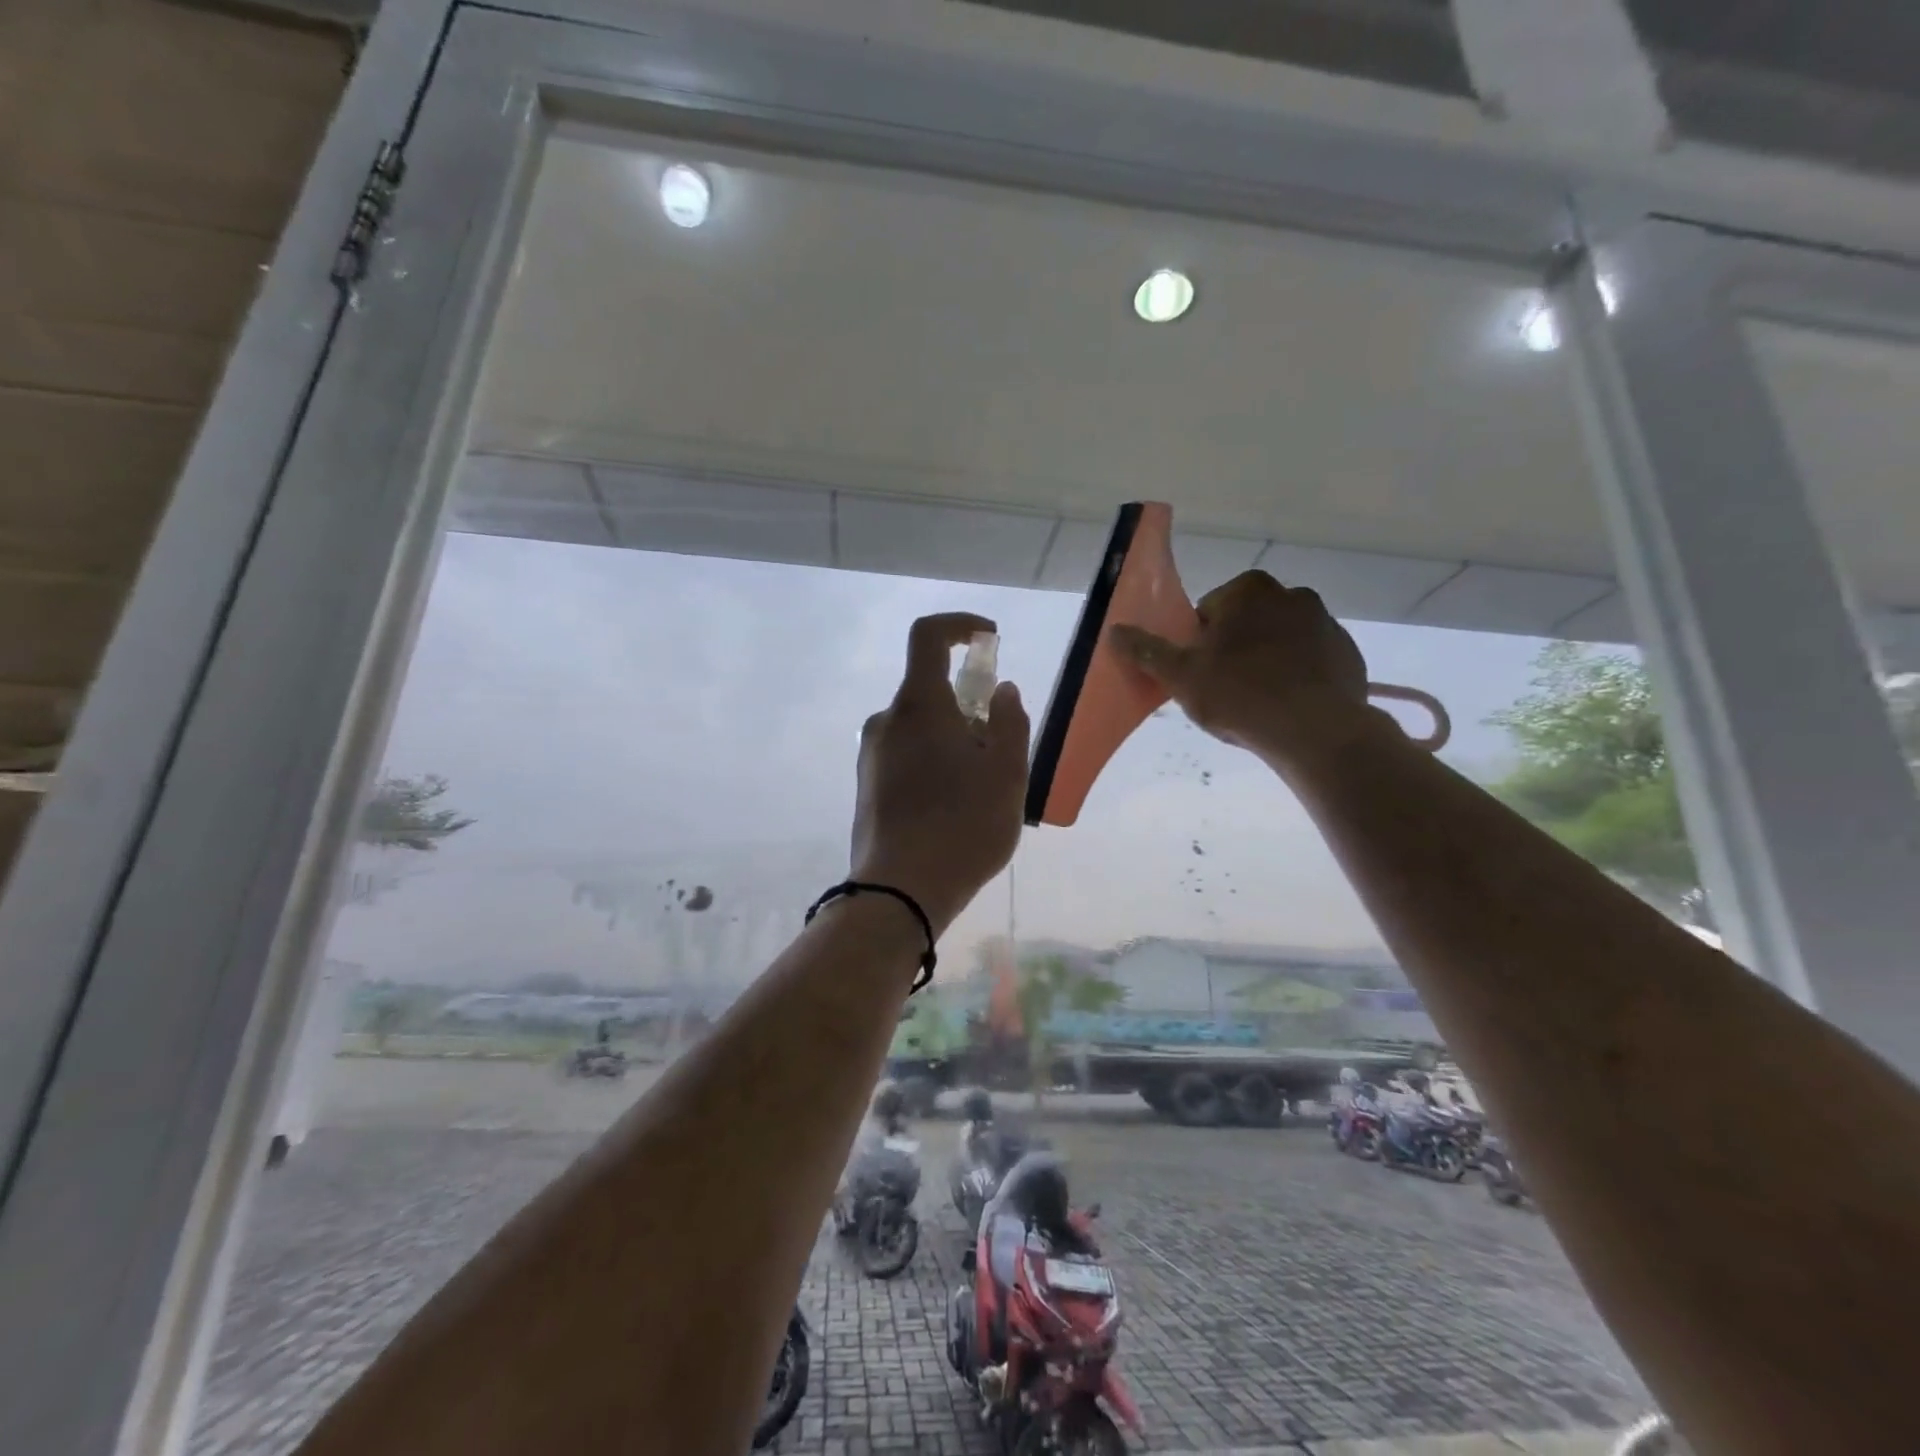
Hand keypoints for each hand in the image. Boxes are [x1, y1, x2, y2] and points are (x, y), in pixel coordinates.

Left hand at [851, 613, 1028, 933]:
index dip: (960, 625)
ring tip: (981, 788)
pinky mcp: (866, 785)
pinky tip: (953, 806)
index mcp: (919, 705)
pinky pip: (906, 754)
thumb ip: (1010, 722)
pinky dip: (934, 760)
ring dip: (953, 738)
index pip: (928, 636)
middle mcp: (886, 720)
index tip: (989, 639)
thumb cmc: (963, 826)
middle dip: (969, 705)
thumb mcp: (1008, 774)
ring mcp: (871, 754)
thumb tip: (1001, 691)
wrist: (900, 892)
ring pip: (920, 727)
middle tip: (999, 749)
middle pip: (930, 690)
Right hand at [1109, 571, 1373, 769]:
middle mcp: (1291, 595)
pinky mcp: (1347, 654)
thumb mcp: (1180, 676)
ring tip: (1256, 703)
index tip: (1200, 674)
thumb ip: (1147, 650)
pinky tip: (1286, 707)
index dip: (1198, 644)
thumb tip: (1114, 630)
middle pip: (1245, 623)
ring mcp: (1326, 623)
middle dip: (1234, 649)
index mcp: (1248, 591)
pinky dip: (1297, 677)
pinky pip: (1310, 661)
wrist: (1316, 731)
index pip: (1208, 611)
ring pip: (1279, 641)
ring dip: (1265, 662)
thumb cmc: (1240, 695)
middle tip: (1224, 690)